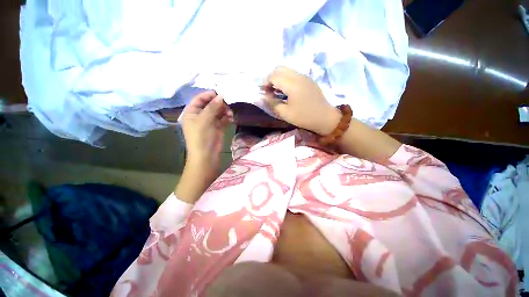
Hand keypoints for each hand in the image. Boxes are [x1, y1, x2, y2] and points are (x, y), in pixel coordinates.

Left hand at [181, 90, 232, 174]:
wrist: (207, 155)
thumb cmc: (201, 137)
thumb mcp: (204, 120)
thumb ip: (213, 107)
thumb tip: (221, 95)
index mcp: (192, 112)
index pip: (200, 99)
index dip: (209, 95)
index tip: (220, 93)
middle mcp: (201, 115)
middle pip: (211, 104)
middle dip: (219, 103)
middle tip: (228, 104)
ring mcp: (210, 121)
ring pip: (218, 111)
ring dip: (225, 110)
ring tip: (230, 113)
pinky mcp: (218, 127)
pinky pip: (223, 119)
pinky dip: (228, 117)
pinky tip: (232, 117)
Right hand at [262, 67, 340, 134]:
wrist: (324, 117)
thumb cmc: (304, 117)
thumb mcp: (285, 114)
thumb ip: (272, 103)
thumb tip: (264, 96)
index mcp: (292, 84)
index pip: (274, 76)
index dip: (265, 83)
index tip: (264, 92)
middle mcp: (298, 76)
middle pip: (280, 68)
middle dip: (271, 78)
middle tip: (269, 90)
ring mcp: (305, 76)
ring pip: (287, 70)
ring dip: (278, 77)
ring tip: (276, 90)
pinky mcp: (308, 80)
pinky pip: (293, 74)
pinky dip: (286, 79)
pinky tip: (286, 90)